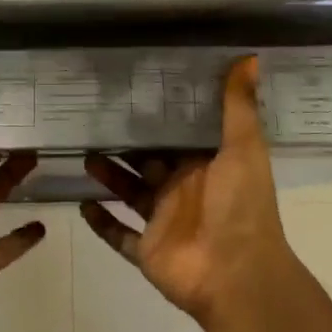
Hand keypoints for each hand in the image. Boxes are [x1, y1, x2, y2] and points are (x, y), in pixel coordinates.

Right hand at [79, 56, 293, 325]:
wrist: (238, 275)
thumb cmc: (241, 207)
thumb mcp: (244, 148)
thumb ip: (238, 106)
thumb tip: (250, 56)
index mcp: (205, 166)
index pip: (176, 135)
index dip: (156, 117)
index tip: (130, 91)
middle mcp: (182, 190)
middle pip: (147, 162)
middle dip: (124, 144)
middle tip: (92, 118)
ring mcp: (162, 222)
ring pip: (129, 193)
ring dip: (108, 176)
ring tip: (82, 153)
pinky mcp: (147, 251)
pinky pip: (119, 236)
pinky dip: (101, 223)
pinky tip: (80, 205)